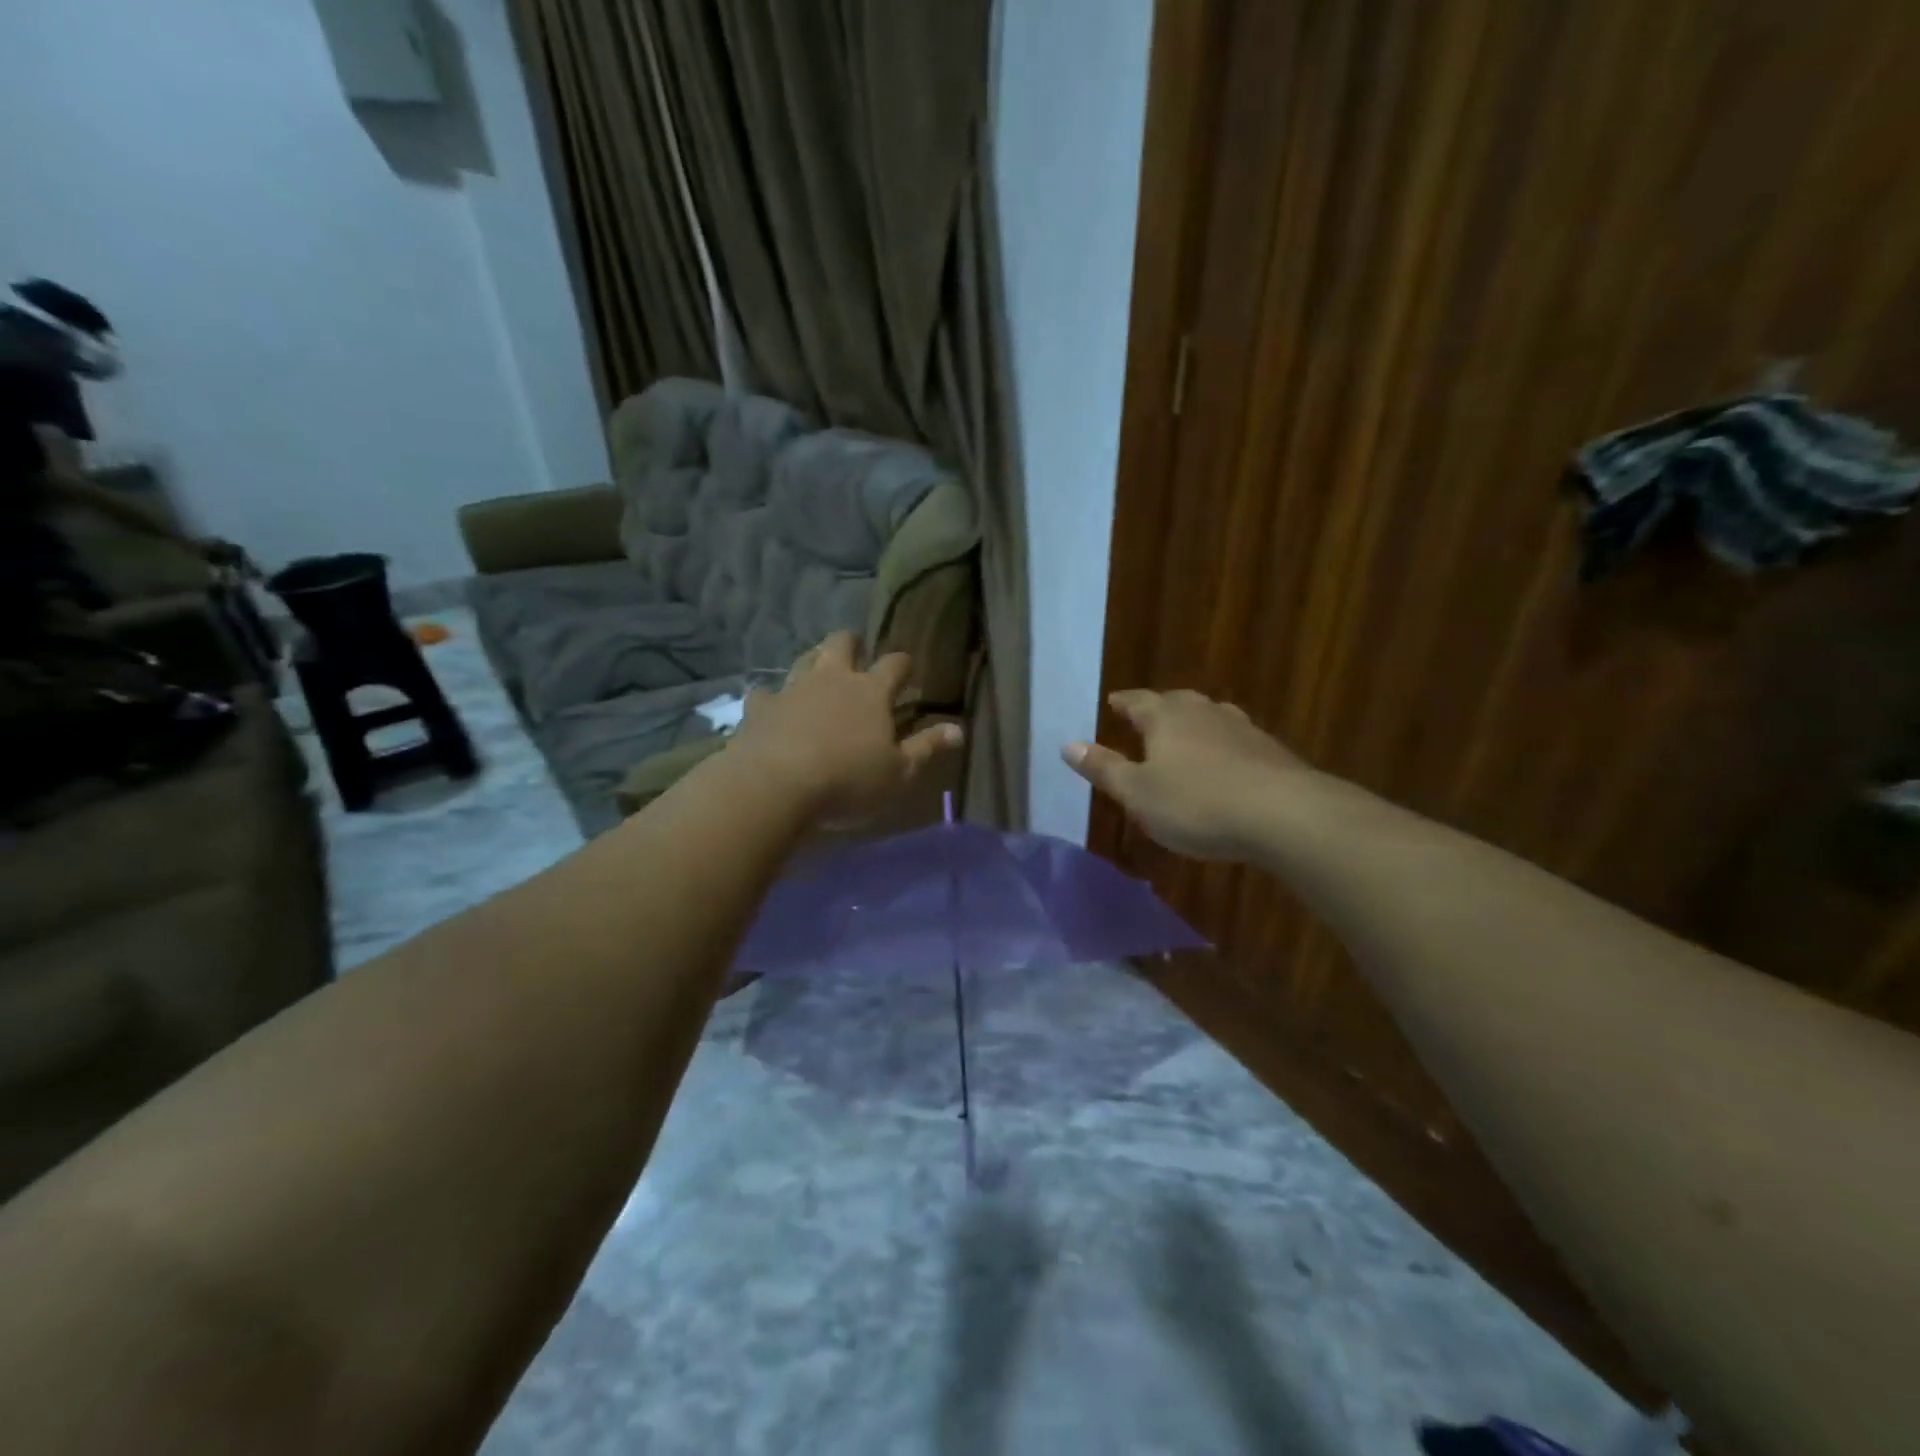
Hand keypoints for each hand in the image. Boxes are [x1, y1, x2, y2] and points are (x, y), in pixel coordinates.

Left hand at [729, 631, 962, 823]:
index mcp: (871, 692)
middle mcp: (832, 679)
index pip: (894, 665)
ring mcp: (792, 689)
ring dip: (813, 661)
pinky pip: (765, 693)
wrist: (775, 785)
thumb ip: (926, 748)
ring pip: (804, 660)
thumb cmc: (847, 780)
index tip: (907, 668)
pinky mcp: (759, 708)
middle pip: (842, 644)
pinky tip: (771, 707)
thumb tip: (958, 729)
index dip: (903, 664)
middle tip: (856, 650)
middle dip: (851, 643)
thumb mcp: (898, 772)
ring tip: (818, 671)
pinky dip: (772, 698)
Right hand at [1063, 689, 1310, 861]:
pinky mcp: (1270, 751)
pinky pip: (1236, 740)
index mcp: (1166, 717)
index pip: (1137, 701)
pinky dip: (1223, 746)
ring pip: (1210, 717)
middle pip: (1176, 702)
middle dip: (1159, 708)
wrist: (1283, 814)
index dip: (1123, 703)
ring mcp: (1241, 729)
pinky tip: (1226, 764)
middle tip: (1146, 715)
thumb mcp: (1138, 793)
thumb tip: (1068, 745)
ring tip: (1185, 734)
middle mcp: (1203, 712)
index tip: (1114, 702)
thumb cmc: (1196, 803)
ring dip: (1194, 724)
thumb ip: (1105, 769)